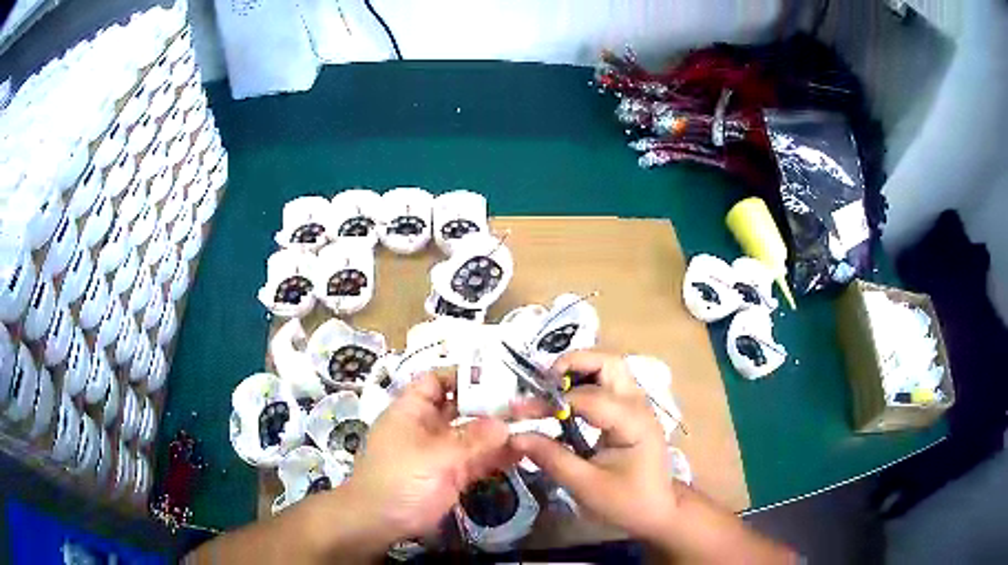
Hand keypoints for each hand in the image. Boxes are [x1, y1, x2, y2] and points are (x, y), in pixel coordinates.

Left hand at [343, 370, 517, 543]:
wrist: (380, 523)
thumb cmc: (400, 479)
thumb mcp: (435, 456)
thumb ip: (473, 439)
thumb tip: (505, 424)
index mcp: (413, 410)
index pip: (437, 380)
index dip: (464, 375)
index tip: (499, 377)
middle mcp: (429, 426)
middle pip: (463, 408)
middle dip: (493, 406)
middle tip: (530, 404)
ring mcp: (441, 452)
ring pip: (474, 435)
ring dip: (501, 433)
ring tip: (535, 426)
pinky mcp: (452, 475)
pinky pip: (478, 460)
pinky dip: (498, 456)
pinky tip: (523, 453)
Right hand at [510, 351, 676, 539]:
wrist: (658, 511)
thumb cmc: (626, 502)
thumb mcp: (585, 485)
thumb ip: (551, 457)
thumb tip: (514, 436)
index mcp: (634, 423)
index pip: (591, 397)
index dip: (554, 401)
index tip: (522, 412)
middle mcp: (639, 405)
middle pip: (609, 363)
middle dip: (572, 364)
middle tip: (541, 382)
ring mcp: (637, 405)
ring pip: (609, 368)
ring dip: (577, 370)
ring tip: (547, 388)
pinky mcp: (631, 411)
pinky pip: (608, 384)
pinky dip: (584, 383)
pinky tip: (564, 401)